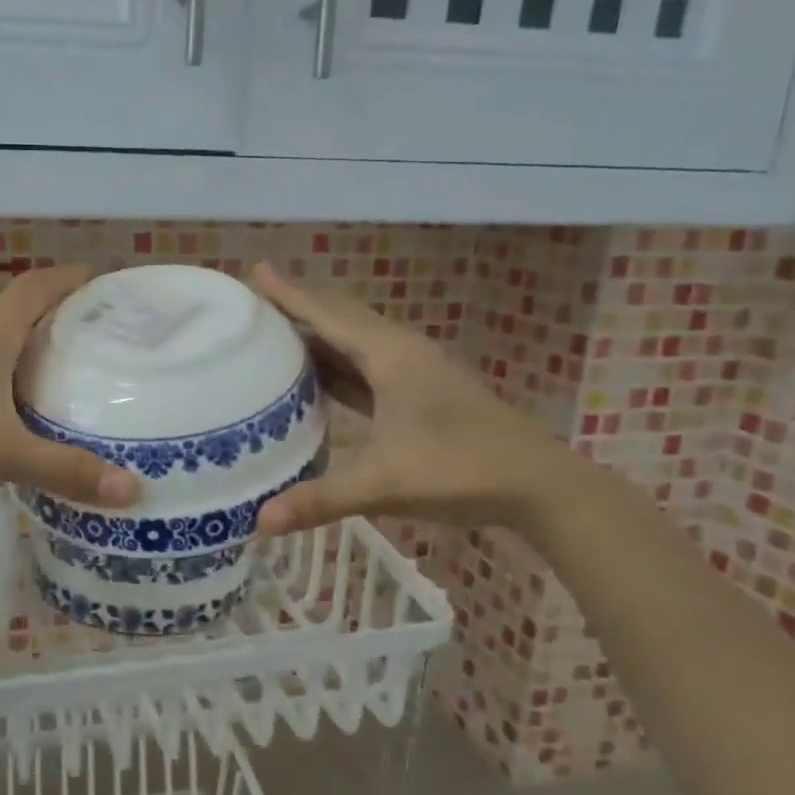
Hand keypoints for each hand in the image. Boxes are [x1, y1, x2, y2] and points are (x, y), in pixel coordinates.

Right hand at [250, 262, 567, 535]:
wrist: (539, 486)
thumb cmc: (459, 469)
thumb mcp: (383, 484)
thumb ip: (320, 500)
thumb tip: (259, 522)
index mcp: (390, 356)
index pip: (328, 315)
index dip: (289, 294)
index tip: (256, 271)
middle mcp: (400, 352)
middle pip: (341, 318)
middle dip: (299, 308)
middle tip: (255, 306)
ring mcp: (414, 372)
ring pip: (355, 343)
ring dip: (317, 337)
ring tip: (274, 337)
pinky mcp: (421, 393)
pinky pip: (366, 367)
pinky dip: (337, 365)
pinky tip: (316, 379)